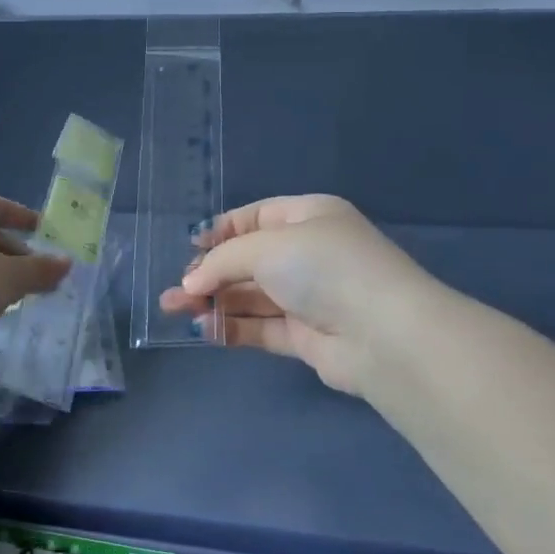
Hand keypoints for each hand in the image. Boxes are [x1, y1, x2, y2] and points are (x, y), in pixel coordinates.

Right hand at [159, 195, 425, 394]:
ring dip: (214, 301)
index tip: (190, 248)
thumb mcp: (267, 247)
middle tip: (176, 289)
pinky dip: (233, 327)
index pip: (257, 217)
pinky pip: (262, 327)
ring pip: (252, 296)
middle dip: (211, 272)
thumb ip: (224, 261)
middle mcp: (310, 253)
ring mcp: (310, 297)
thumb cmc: (324, 267)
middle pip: (250, 260)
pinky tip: (203, 330)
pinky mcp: (307, 336)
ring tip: (173, 309)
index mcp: (310, 216)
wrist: (381, 333)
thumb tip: (191, 283)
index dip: (222, 231)